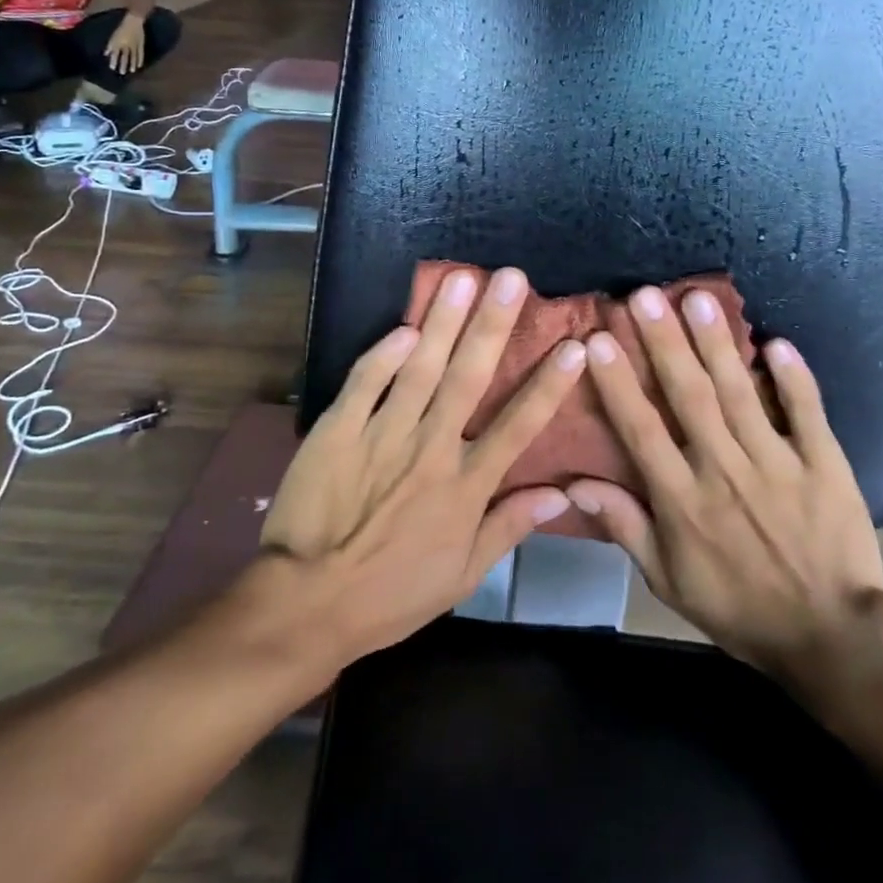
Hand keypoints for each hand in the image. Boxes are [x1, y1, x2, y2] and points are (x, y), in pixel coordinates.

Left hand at [105, 14, 146, 74]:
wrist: (133, 21)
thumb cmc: (121, 27)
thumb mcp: (114, 35)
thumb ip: (110, 45)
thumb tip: (106, 54)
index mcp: (118, 42)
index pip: (115, 53)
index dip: (114, 61)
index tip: (112, 68)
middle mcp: (126, 45)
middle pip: (125, 57)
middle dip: (123, 65)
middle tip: (122, 73)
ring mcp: (134, 46)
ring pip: (133, 56)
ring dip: (132, 64)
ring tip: (132, 71)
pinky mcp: (140, 45)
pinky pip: (140, 53)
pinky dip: (140, 60)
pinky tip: (139, 65)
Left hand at [259, 266, 585, 663]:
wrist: (307, 604)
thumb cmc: (391, 594)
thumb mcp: (462, 575)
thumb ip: (509, 527)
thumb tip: (561, 493)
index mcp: (465, 486)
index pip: (518, 427)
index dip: (549, 385)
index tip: (575, 346)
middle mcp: (430, 449)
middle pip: (469, 379)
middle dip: (493, 325)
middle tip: (511, 278)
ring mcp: (382, 435)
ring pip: (420, 369)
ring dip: (443, 322)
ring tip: (462, 279)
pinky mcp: (337, 430)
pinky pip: (364, 383)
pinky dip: (383, 354)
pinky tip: (405, 325)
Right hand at [565, 286, 882, 681]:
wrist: (830, 638)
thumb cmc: (739, 607)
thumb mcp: (669, 579)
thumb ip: (625, 526)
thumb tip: (575, 484)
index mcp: (683, 500)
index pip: (642, 430)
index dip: (618, 383)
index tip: (598, 340)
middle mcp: (724, 471)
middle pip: (690, 397)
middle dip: (665, 343)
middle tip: (645, 296)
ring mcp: (777, 464)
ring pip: (741, 394)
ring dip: (718, 345)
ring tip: (698, 300)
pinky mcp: (823, 464)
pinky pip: (807, 414)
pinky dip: (794, 378)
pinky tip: (777, 342)